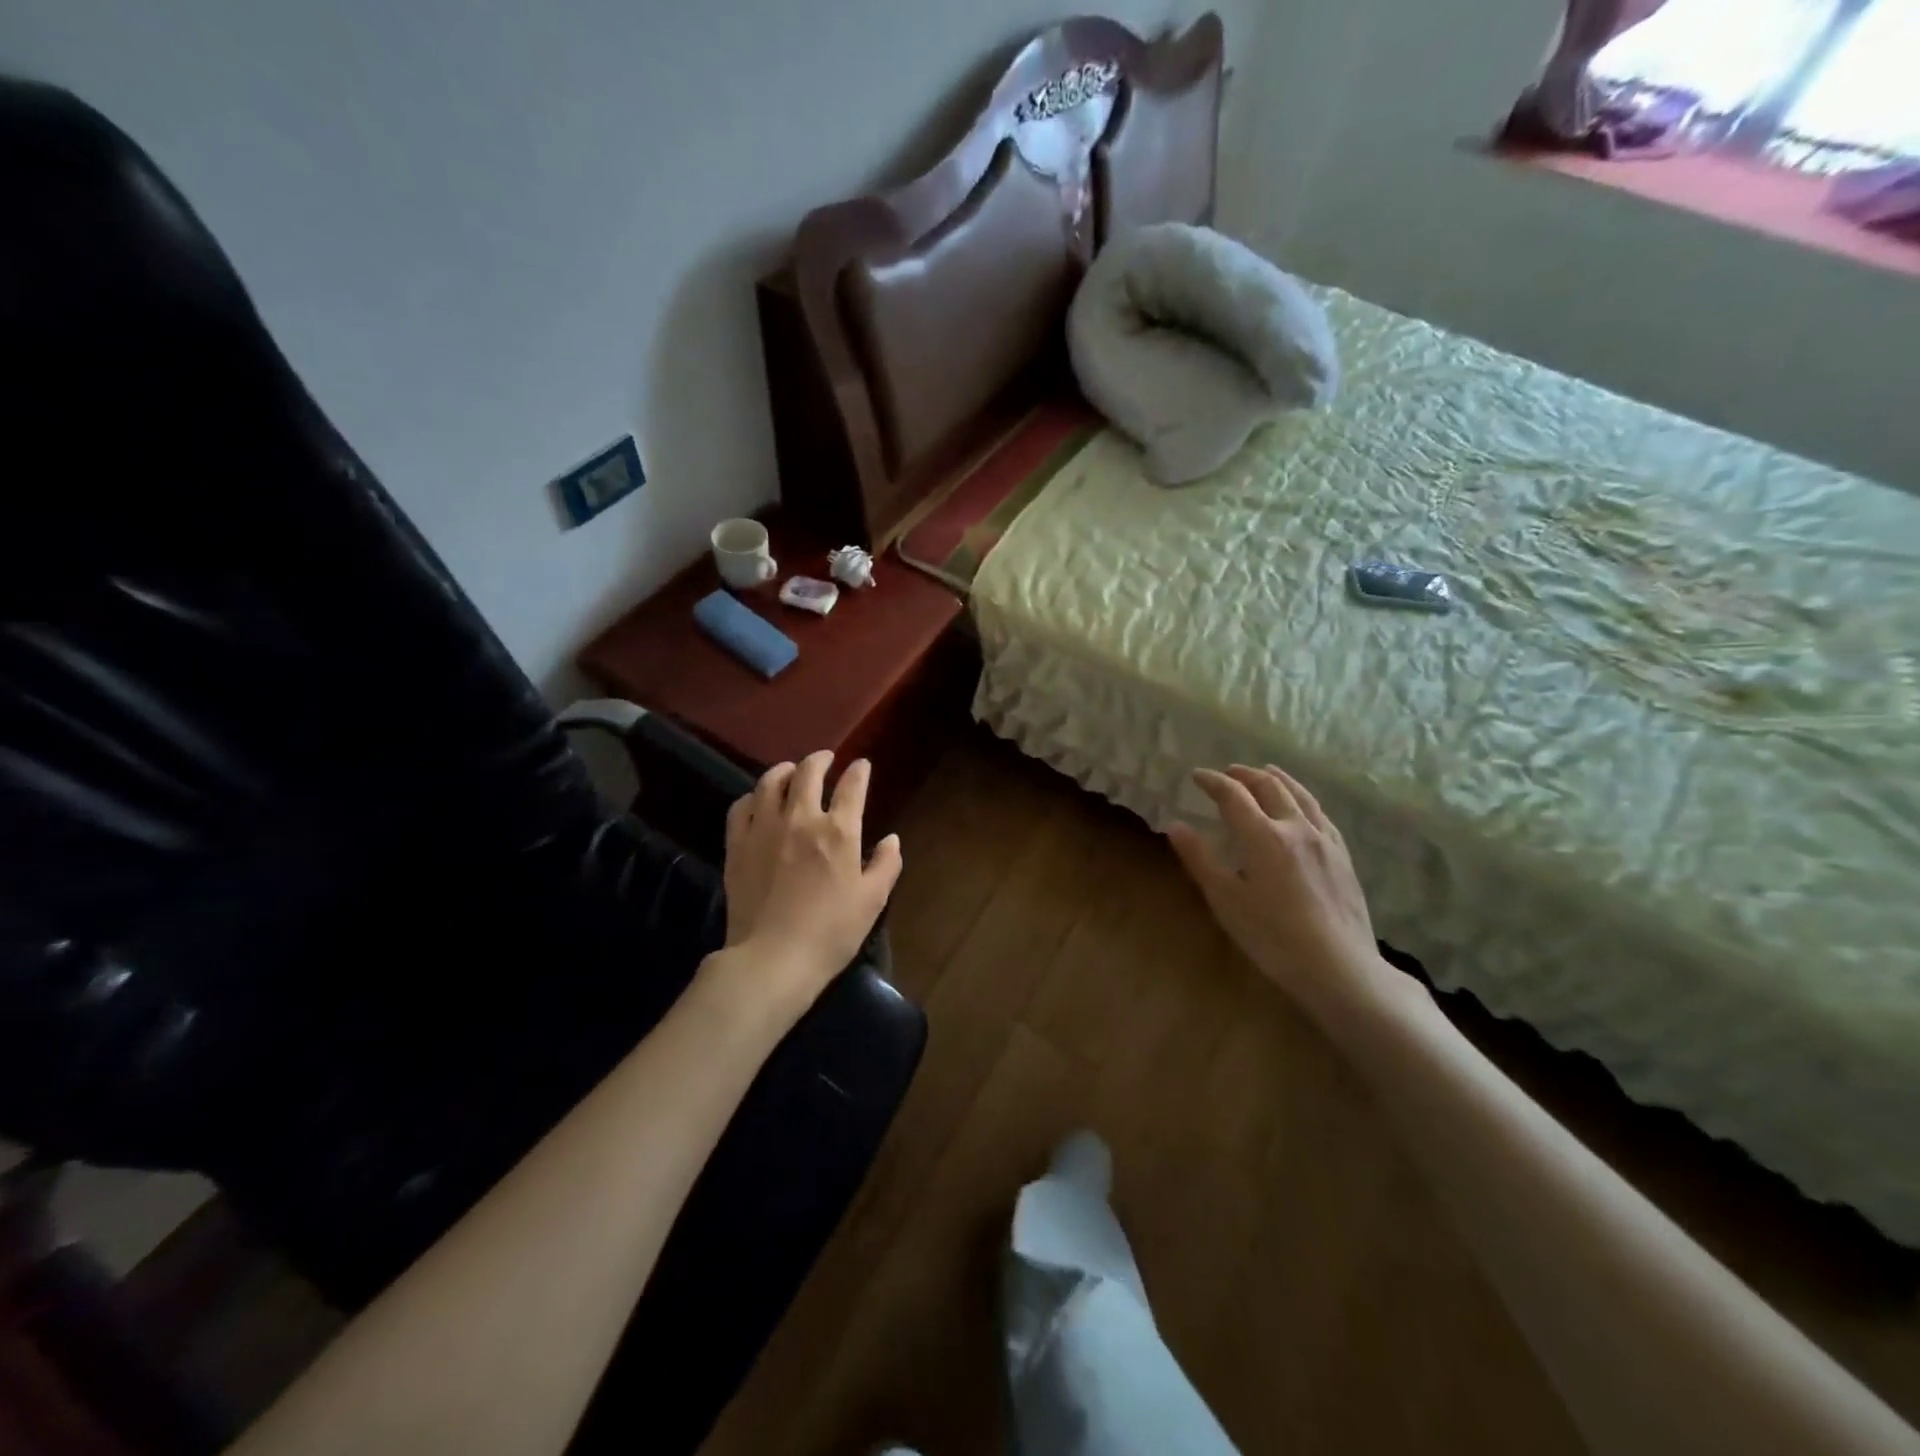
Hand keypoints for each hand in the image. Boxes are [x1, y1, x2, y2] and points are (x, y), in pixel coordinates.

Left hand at [708, 751, 902, 1015]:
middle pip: (809, 772)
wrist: (773, 958)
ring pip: (771, 781)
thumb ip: (885, 865)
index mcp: (839, 831)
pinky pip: (742, 807)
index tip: (861, 765)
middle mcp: (801, 819)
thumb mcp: (872, 901)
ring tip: (791, 772)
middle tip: (826, 759)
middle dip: (821, 759)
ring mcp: (764, 829)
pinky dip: (753, 796)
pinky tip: (758, 801)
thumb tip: (891, 839)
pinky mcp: (738, 845)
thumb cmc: (831, 932)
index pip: (852, 786)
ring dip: (785, 770)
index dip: (859, 771)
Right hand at [1167, 765, 1403, 1026]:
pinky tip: (1303, 808)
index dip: (1212, 781)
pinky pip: (1321, 814)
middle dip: (1244, 775)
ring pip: (1300, 795)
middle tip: (1227, 773)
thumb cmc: (1273, 937)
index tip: (1196, 776)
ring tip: (1265, 772)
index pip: (1233, 795)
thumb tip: (1175, 826)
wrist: (1339, 967)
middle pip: (1269, 787)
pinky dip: (1303, 799)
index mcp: (1263, 836)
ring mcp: (1324, 840)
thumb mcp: (1226, 900)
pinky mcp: (1343, 857)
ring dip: (1278, 779)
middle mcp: (1295, 828)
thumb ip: (1200, 859)